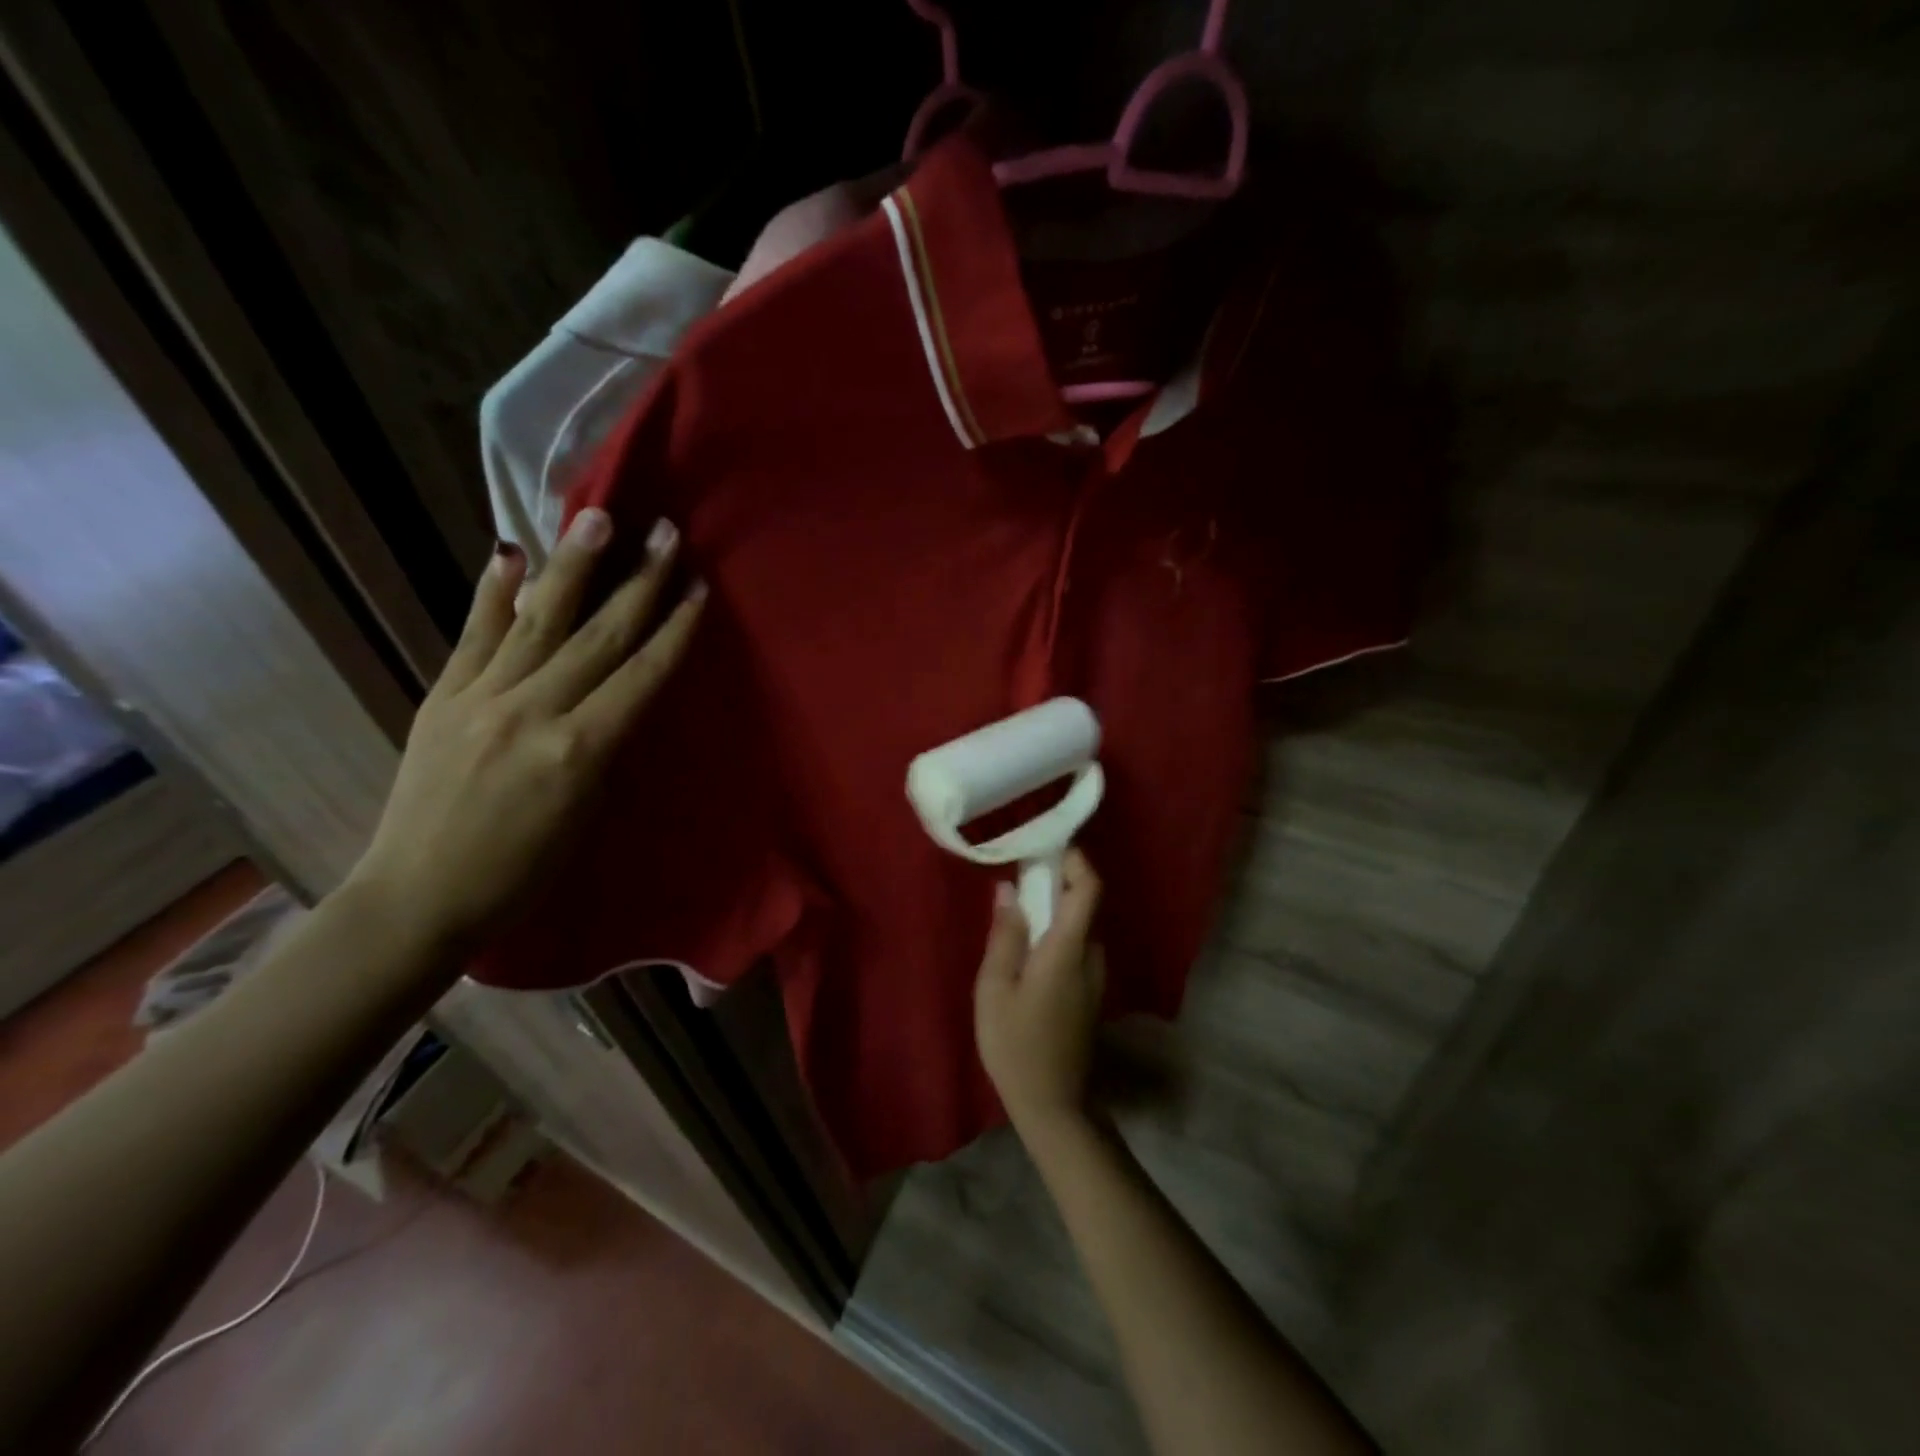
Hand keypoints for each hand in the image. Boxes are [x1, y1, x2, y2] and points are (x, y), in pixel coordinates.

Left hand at [345, 508, 704, 947]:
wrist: (418, 898)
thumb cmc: (522, 875)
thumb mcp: (587, 815)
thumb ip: (605, 747)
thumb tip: (621, 692)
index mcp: (580, 751)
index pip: (640, 675)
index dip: (674, 629)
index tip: (698, 588)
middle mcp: (533, 712)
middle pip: (599, 637)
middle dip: (639, 582)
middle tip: (665, 533)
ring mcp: (481, 699)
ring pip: (539, 621)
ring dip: (574, 567)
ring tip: (597, 517)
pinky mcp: (441, 698)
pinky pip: (473, 637)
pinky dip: (492, 594)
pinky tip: (508, 553)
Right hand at [973, 850, 1106, 1133]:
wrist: (1054, 1105)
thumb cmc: (1016, 1044)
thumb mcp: (995, 988)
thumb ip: (1005, 935)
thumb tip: (1009, 889)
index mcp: (1068, 949)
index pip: (1089, 888)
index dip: (1075, 859)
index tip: (1047, 845)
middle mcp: (1091, 956)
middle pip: (1084, 903)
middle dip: (1056, 881)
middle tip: (1018, 874)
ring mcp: (1095, 976)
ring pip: (1079, 926)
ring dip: (1054, 909)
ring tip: (1016, 910)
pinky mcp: (1090, 993)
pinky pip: (1077, 947)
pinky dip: (1056, 933)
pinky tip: (1027, 948)